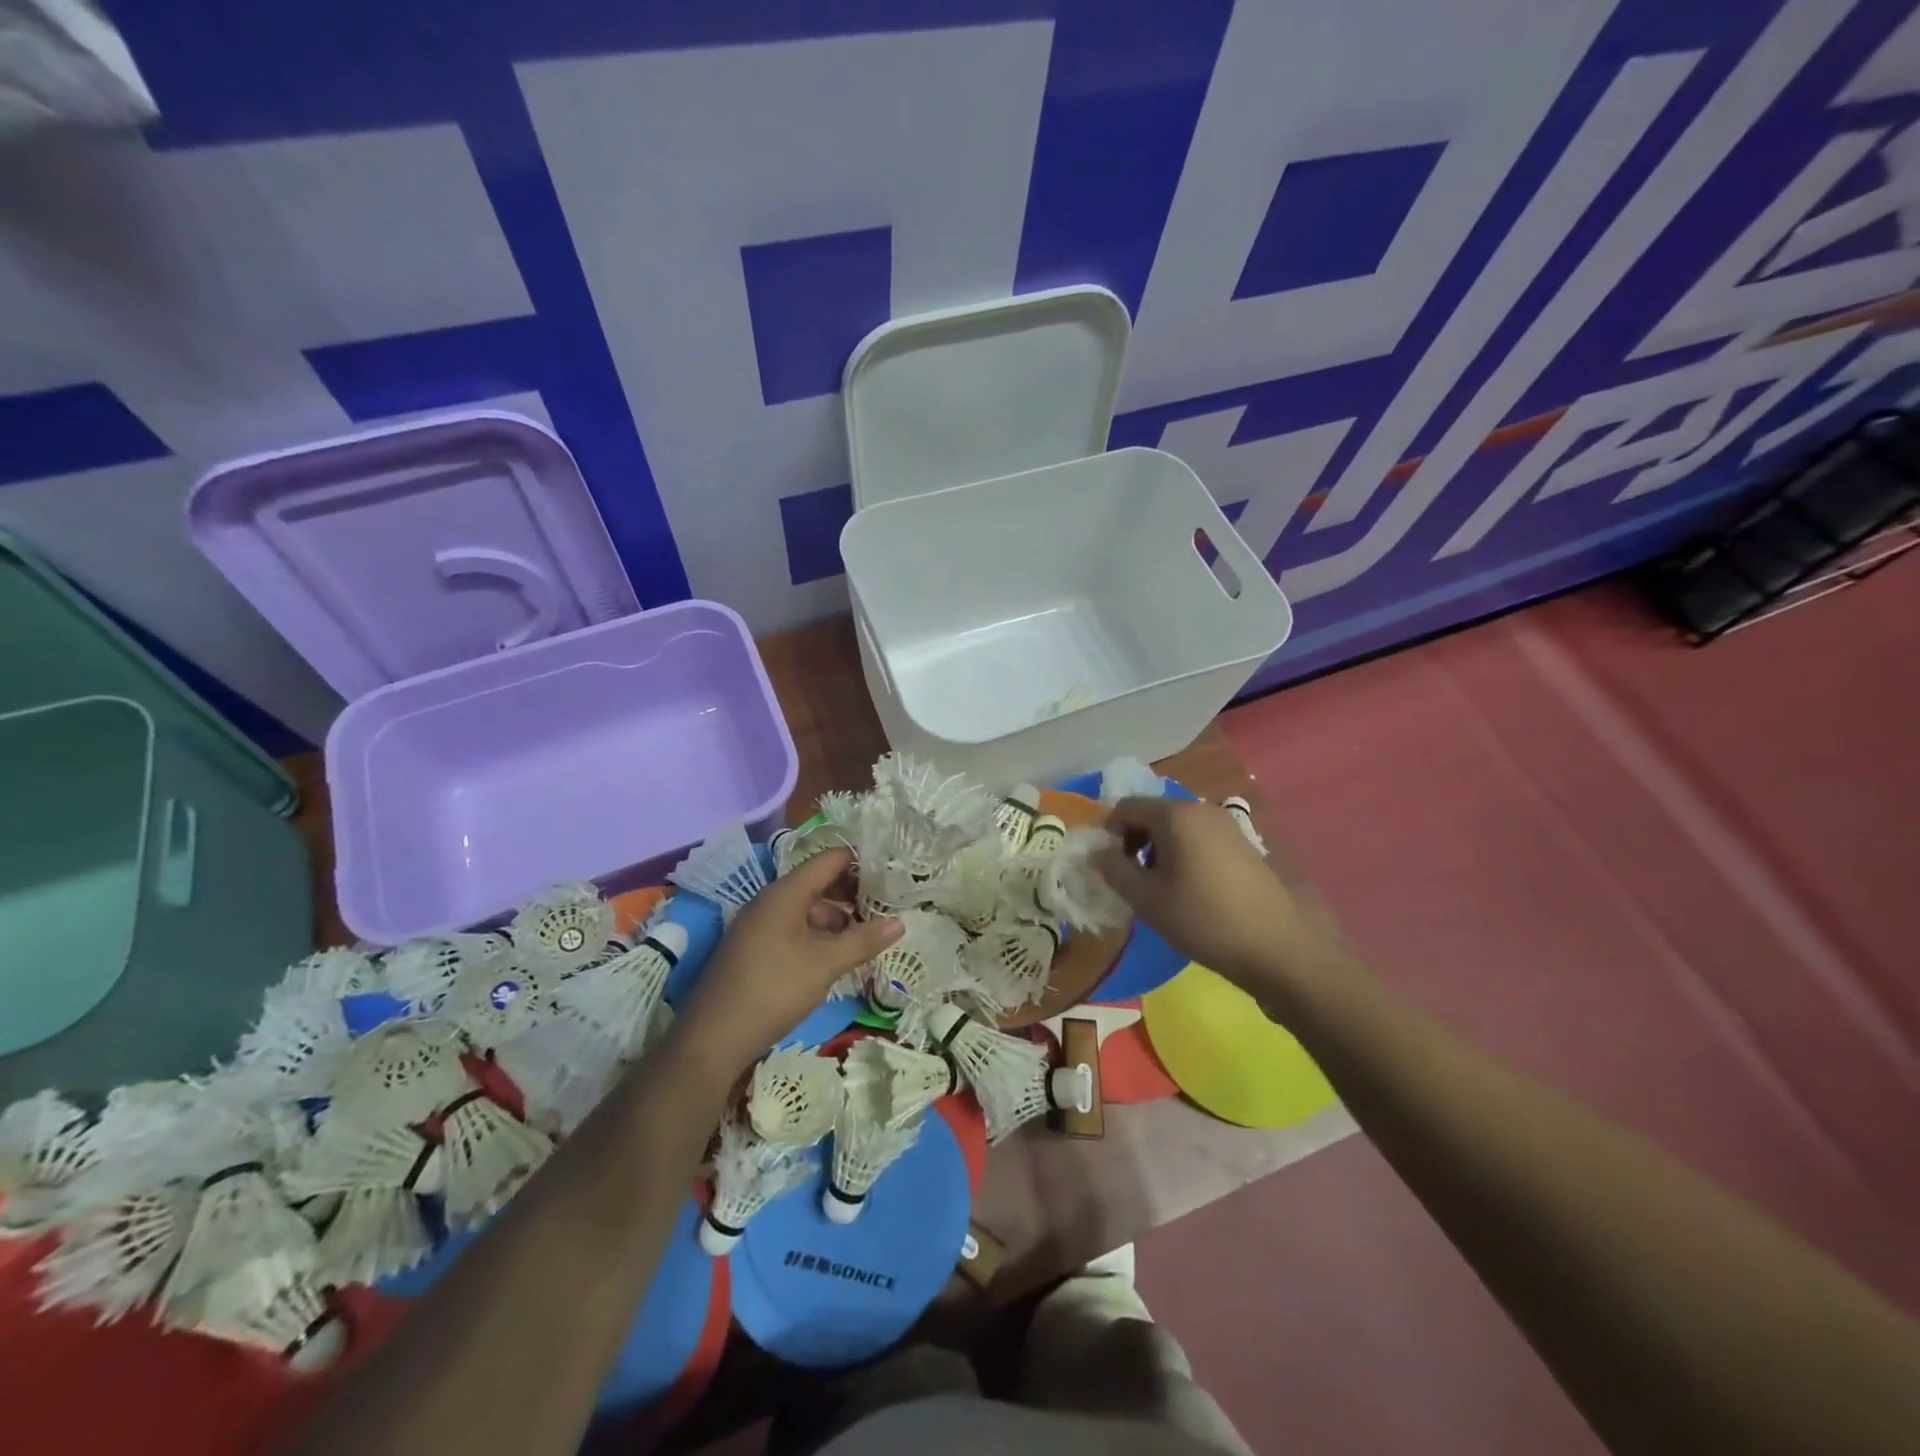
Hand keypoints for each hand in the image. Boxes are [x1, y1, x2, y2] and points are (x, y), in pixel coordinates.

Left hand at [671, 847, 901, 1076]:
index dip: (860, 862)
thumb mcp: (824, 965)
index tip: (891, 872)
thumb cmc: (772, 990)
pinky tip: (835, 958)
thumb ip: (862, 941)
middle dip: (851, 894)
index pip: (829, 861)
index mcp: (785, 894)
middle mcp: (769, 902)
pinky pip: (792, 930)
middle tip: (886, 907)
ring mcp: (758, 926)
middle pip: (818, 884)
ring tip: (866, 938)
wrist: (712, 1039)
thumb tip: (900, 922)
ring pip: (806, 910)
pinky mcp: (753, 949)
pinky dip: (817, 936)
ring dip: (836, 920)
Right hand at [1093, 797, 1338, 990]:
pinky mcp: (1244, 844)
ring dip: (1159, 850)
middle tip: (1133, 881)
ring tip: (1161, 889)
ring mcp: (1227, 825)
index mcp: (1176, 814)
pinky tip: (1190, 891)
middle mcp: (1202, 809)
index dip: (1109, 834)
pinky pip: (1200, 838)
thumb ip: (1113, 869)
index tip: (1111, 868)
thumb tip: (1097, 852)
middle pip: (1152, 814)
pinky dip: (1184, 855)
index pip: (1125, 807)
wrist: (1276, 948)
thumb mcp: (1146, 899)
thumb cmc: (1203, 920)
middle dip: (1135, 842)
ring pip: (1177, 827)